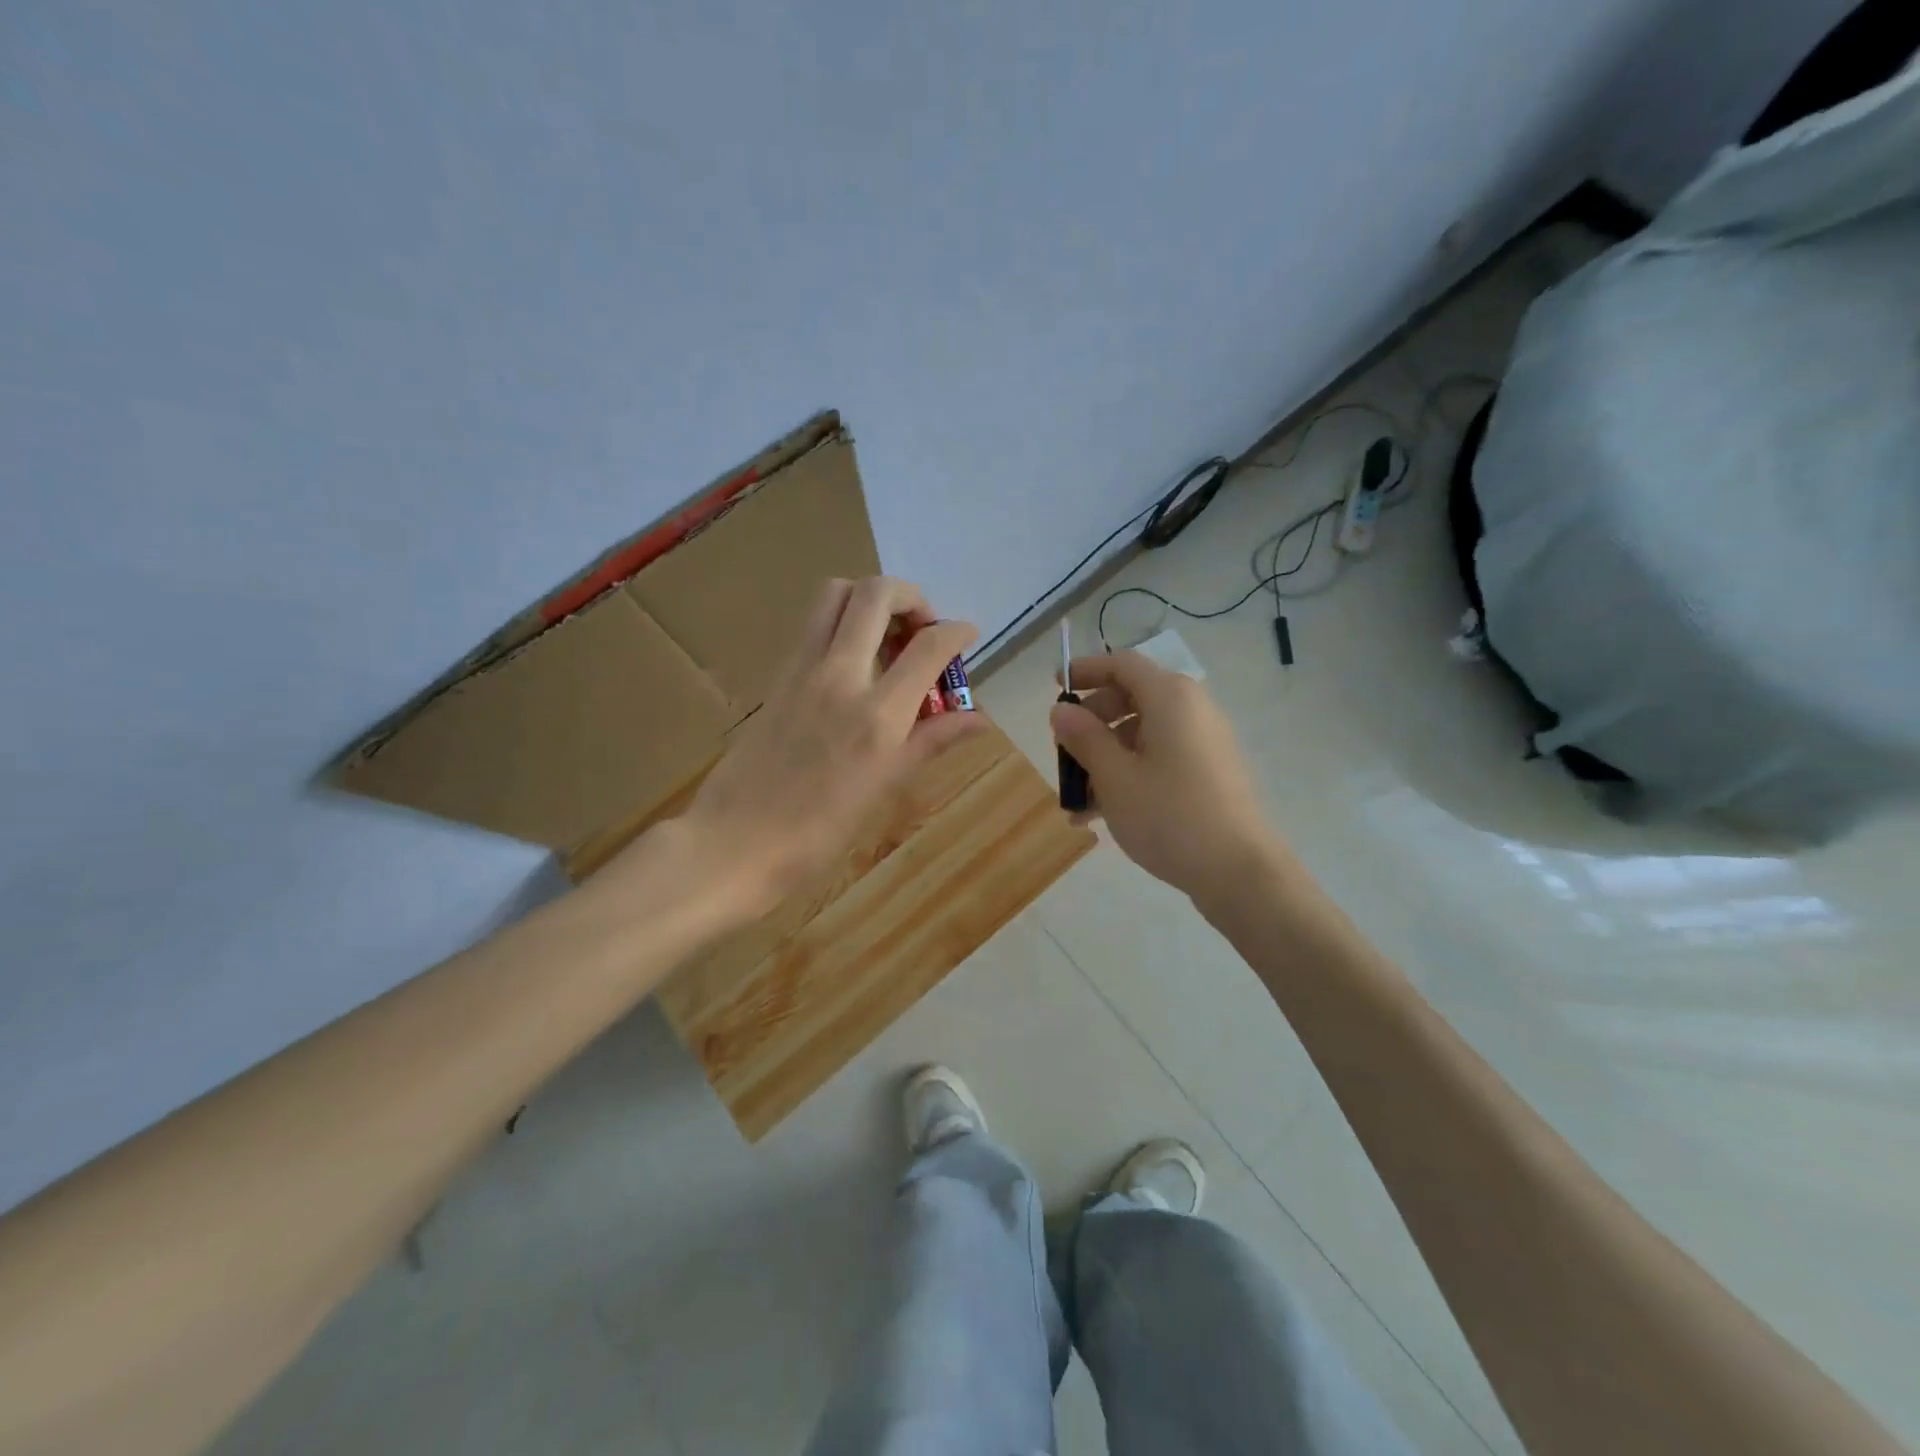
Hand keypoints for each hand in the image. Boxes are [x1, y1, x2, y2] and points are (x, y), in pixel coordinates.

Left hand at [681, 577, 982, 917]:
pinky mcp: (778, 674)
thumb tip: (979, 719)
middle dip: (911, 597)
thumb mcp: (884, 787)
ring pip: (836, 593)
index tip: (966, 636)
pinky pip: (813, 623)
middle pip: (876, 593)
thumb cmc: (818, 832)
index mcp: (877, 715)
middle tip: (922, 630)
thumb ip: (932, 740)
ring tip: (887, 637)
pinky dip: (842, 620)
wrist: (735, 841)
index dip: (956, 632)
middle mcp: (840, 676)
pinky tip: (854, 661)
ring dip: (870, 599)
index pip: (928, 646)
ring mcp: (802, 669)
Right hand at [1050, 651, 1283, 899]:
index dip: (1085, 670)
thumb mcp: (1114, 776)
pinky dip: (1129, 773)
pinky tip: (1100, 814)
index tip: (1054, 685)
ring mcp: (1203, 743)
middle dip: (1091, 721)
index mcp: (1170, 697)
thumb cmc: (1169, 815)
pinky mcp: (1208, 773)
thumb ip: (1084, 738)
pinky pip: (1159, 758)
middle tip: (1063, 749)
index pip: (1122, 664)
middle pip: (1131, 697)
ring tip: (1075, 796)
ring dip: (1104, 756)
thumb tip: (1061, 711)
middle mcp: (1192, 709)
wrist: (1239, 871)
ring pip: (1142, 734)